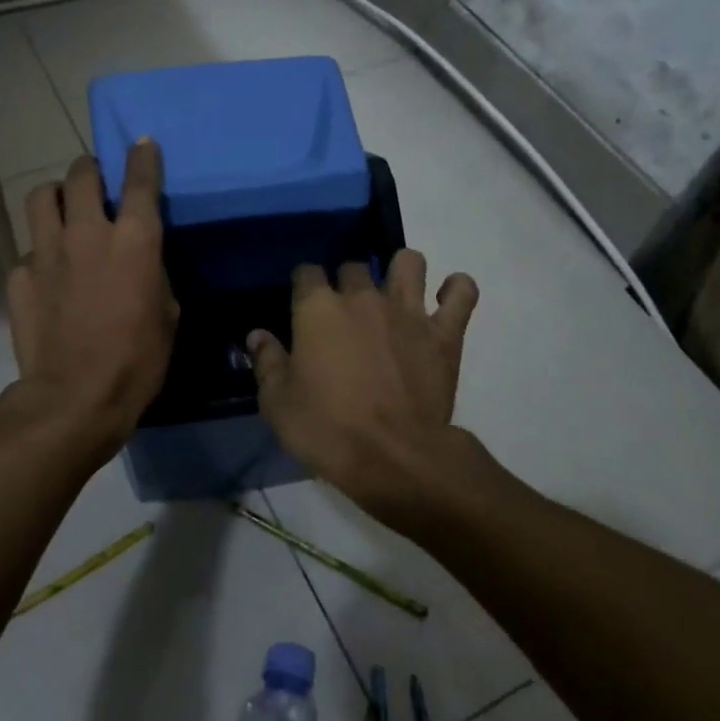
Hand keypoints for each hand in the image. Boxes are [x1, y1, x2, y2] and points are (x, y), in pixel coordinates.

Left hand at [2, 142, 176, 465]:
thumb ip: (153, 274)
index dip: (142, 157)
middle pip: (81, 175)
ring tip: (62, 210)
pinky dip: (40, 253)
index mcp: (133, 241)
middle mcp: (86, 234)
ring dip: (55, 196)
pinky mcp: (19, 276)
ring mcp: (46, 252)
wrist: (74, 399)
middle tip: (95, 180)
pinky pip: (29, 250)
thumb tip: (140, 263)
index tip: (142, 143)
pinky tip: (49, 276)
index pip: (139, 181)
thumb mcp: (167, 315)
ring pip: (41, 197)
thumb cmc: (137, 362)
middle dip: (90, 169)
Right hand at [249, 250, 478, 525]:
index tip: (302, 303)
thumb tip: (257, 335)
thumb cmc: (327, 430)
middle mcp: (363, 298)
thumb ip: (267, 362)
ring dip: (401, 270)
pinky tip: (445, 298)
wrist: (394, 458)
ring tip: (395, 292)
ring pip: (409, 262)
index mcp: (318, 309)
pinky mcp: (444, 333)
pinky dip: (456, 289)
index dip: (303, 284)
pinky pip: (462, 293)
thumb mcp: (278, 403)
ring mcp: (408, 311)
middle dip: (347, 281)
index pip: (306, 272)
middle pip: (354, 266)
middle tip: (345, 312)